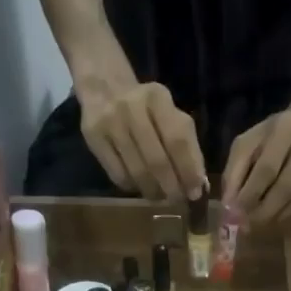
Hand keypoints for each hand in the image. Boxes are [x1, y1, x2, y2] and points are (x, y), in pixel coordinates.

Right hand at [79, 81, 206, 201]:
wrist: (105, 90)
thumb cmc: (148, 110)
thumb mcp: (172, 116)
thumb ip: (188, 146)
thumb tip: (198, 185)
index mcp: (158, 98)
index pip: (178, 140)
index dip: (188, 171)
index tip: (195, 192)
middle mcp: (132, 108)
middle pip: (156, 160)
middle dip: (171, 187)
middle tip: (178, 200)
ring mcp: (110, 122)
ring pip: (136, 171)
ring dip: (153, 191)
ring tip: (160, 196)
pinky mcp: (93, 137)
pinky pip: (117, 174)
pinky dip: (133, 187)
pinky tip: (140, 186)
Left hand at [222, 108, 290, 227]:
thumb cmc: (272, 136)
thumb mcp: (248, 144)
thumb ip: (234, 172)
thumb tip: (229, 205)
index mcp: (286, 127)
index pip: (267, 168)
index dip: (250, 194)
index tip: (236, 214)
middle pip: (287, 188)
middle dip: (264, 211)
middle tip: (248, 226)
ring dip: (278, 217)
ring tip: (262, 222)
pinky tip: (281, 215)